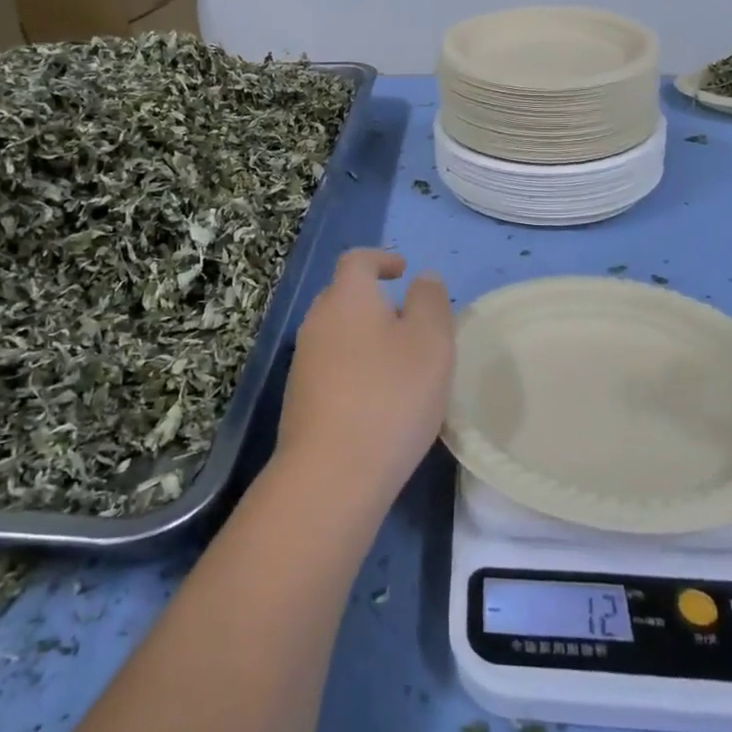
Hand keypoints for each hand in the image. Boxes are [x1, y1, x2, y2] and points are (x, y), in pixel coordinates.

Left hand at [275, 250, 454, 512]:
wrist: (332, 472)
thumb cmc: (391, 395)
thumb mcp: (431, 341)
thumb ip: (431, 301)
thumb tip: (423, 279)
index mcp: (347, 298)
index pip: (357, 261)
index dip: (380, 259)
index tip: (402, 269)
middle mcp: (317, 322)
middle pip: (343, 296)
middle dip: (373, 300)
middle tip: (407, 320)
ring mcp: (303, 362)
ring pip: (336, 334)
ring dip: (364, 337)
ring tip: (397, 362)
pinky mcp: (299, 399)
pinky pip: (330, 367)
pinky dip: (353, 368)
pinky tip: (376, 399)